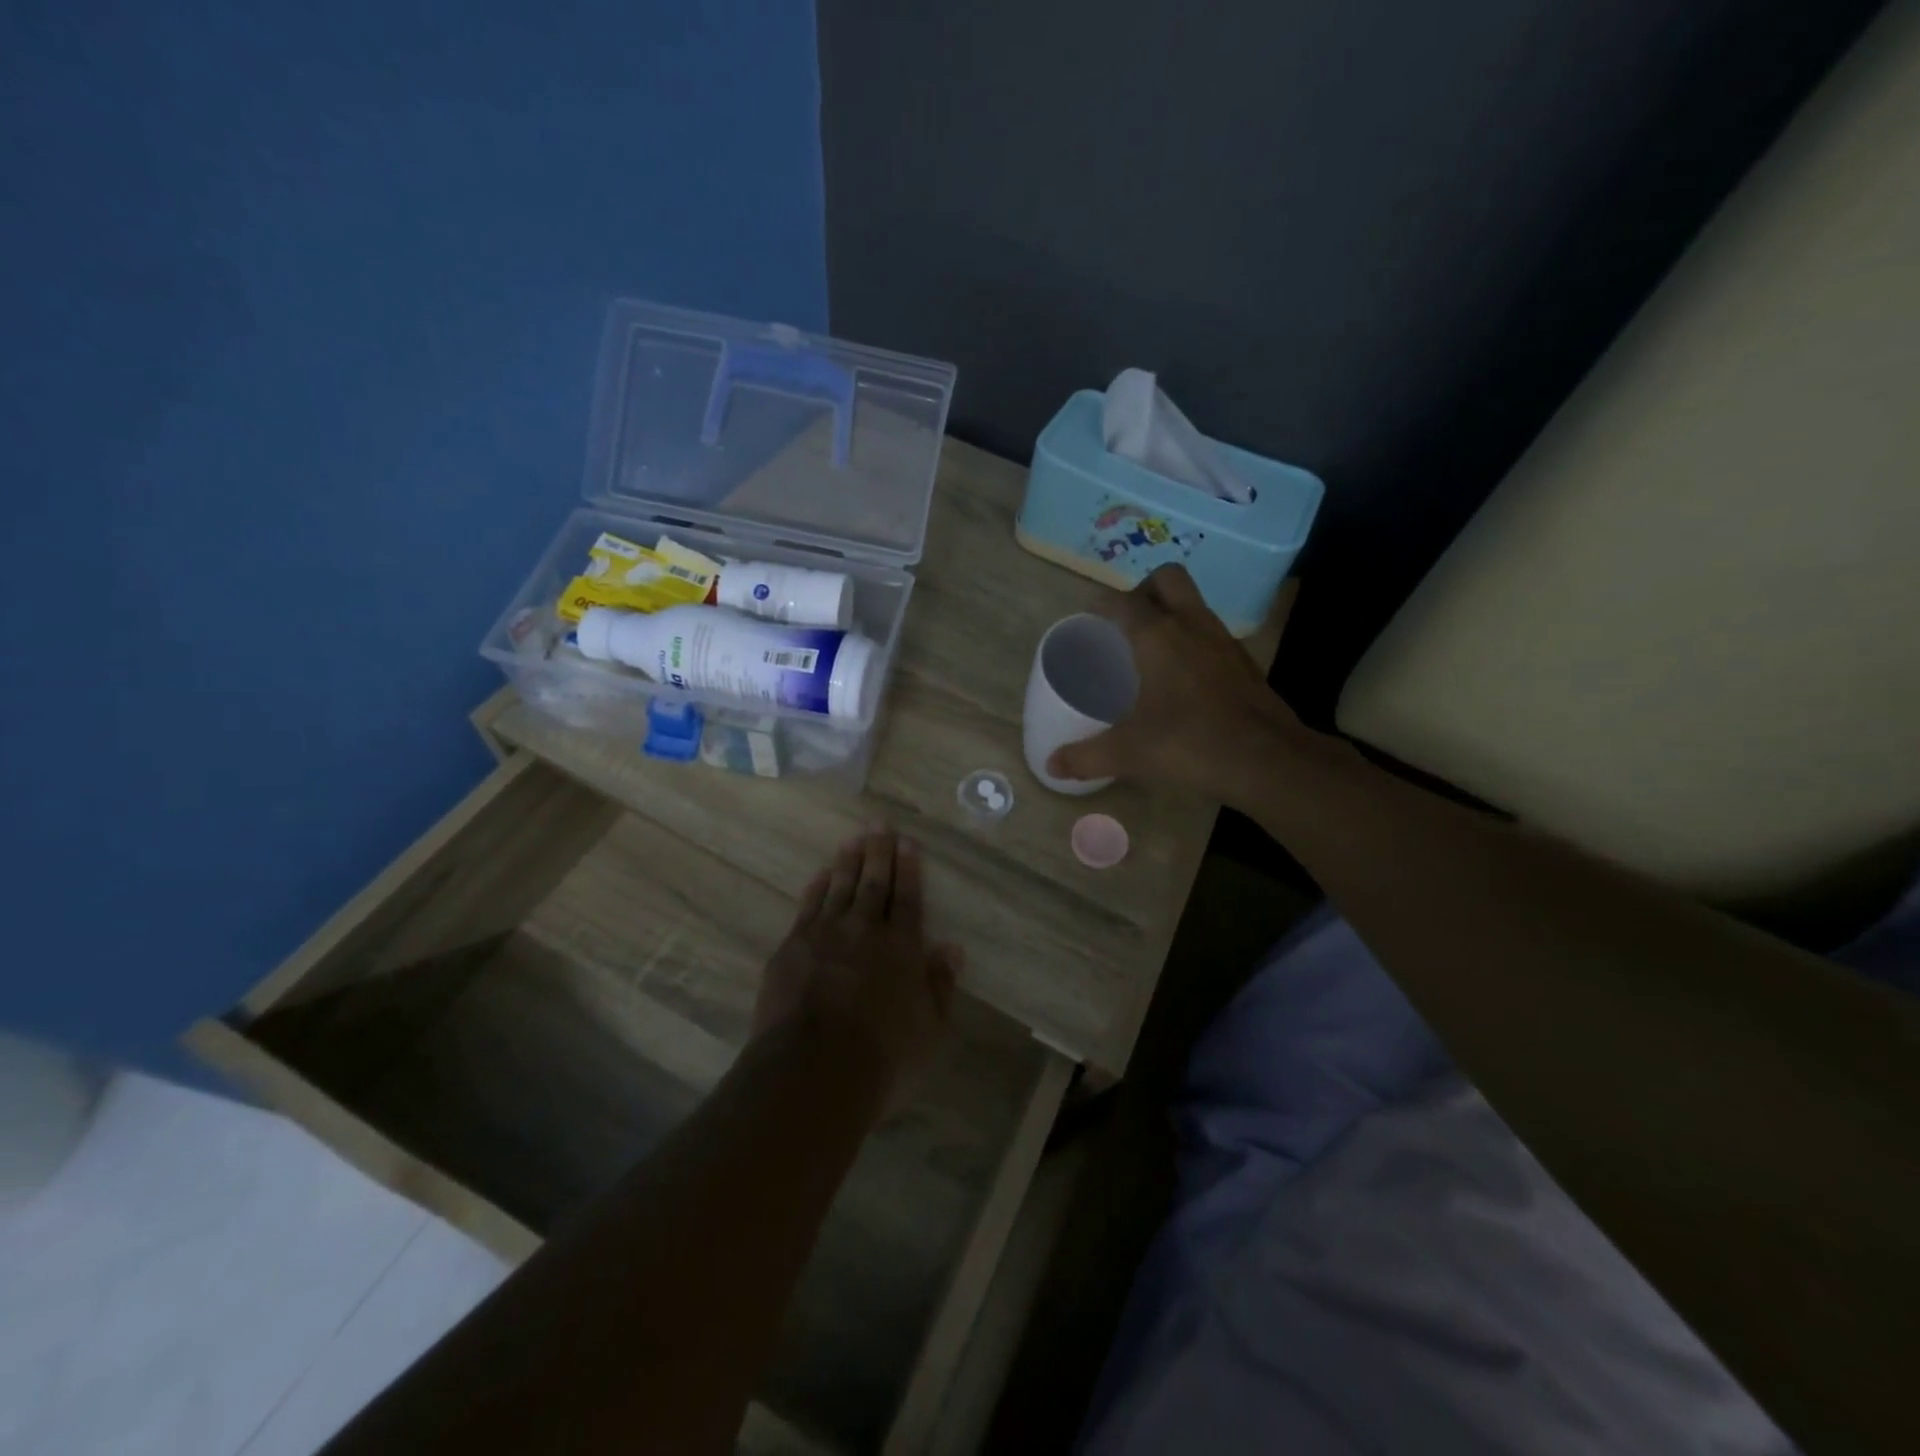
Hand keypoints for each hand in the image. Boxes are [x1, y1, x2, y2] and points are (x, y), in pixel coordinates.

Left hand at [752, 827, 958, 1091]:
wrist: (811, 1069)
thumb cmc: (881, 1056)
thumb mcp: (928, 1029)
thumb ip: (939, 985)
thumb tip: (952, 948)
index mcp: (901, 947)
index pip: (907, 897)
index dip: (909, 868)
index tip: (908, 843)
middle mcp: (864, 930)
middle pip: (873, 883)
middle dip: (878, 852)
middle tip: (879, 824)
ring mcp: (824, 934)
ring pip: (839, 887)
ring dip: (848, 861)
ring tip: (853, 839)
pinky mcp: (793, 947)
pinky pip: (808, 906)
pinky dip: (817, 887)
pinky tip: (821, 874)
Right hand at [1046, 565, 1307, 800]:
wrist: (1267, 760)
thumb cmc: (1190, 744)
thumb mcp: (1128, 753)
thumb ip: (1086, 756)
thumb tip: (1052, 765)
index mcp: (1158, 636)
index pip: (1122, 602)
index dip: (1100, 603)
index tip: (1087, 614)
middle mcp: (1192, 626)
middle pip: (1167, 578)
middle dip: (1143, 589)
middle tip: (1127, 622)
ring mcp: (1224, 641)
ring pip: (1195, 603)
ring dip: (1172, 612)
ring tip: (1151, 647)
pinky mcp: (1244, 663)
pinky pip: (1212, 634)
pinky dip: (1194, 641)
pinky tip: (1184, 677)